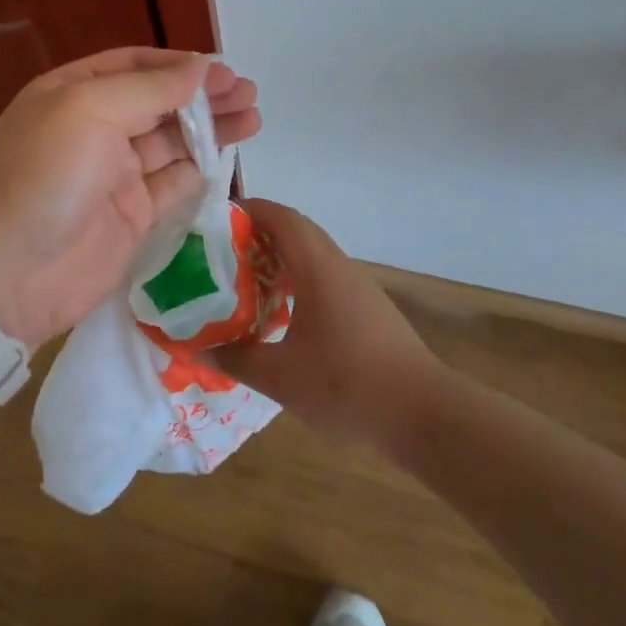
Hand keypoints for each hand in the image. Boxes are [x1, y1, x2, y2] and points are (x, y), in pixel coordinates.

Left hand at [0, 48, 259, 349]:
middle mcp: (95, 127)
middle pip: (159, 102)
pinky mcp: (132, 215)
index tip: (223, 71)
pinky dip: (200, 169)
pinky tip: (229, 157)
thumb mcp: (89, 112)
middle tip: (249, 94)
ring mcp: (114, 173)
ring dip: (211, 129)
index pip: (135, 66)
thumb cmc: (44, 176)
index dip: (179, 65)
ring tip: (253, 118)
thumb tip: (200, 68)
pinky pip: (173, 183)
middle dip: (203, 96)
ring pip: (172, 141)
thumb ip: (149, 89)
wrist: (6, 277)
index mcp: (74, 92)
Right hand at [212, 200, 443, 449]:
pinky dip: (298, 280)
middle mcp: (338, 266)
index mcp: (317, 267)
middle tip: (222, 251)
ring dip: (280, 258)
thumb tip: (200, 347)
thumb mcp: (281, 377)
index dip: (249, 209)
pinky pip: (325, 277)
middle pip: (296, 231)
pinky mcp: (368, 309)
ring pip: (313, 255)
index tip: (215, 219)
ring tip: (245, 281)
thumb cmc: (347, 386)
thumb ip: (238, 358)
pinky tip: (282, 314)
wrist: (424, 416)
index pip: (281, 217)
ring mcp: (358, 287)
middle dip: (259, 233)